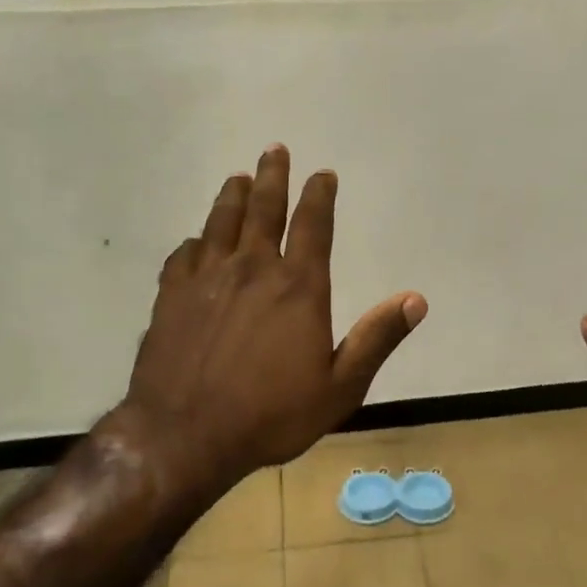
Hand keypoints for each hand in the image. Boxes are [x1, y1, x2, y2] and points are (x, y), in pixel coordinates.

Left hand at [113, 145, 426, 501]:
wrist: (186, 436)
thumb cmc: (271, 415)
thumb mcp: (341, 387)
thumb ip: (377, 339)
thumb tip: (416, 300)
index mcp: (298, 287)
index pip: (314, 225)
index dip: (320, 195)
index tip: (323, 174)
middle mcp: (252, 269)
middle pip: (263, 209)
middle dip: (272, 177)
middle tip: (275, 151)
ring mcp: (206, 279)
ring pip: (220, 223)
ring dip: (232, 196)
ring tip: (237, 177)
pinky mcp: (170, 297)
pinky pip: (183, 255)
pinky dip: (194, 242)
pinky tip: (195, 242)